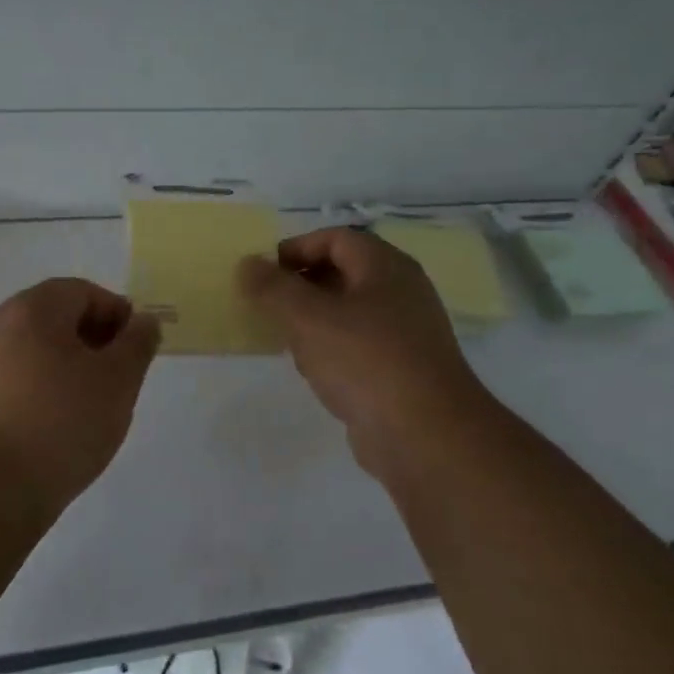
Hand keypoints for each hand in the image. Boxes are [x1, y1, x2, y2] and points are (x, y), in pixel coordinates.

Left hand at [0, 278, 161, 505]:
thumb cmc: (61, 423)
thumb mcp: (118, 381)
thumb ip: (137, 344)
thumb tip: (143, 321)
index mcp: (32, 309)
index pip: (82, 292)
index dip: (116, 314)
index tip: (135, 350)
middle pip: (54, 318)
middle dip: (91, 340)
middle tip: (117, 377)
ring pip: (33, 350)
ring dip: (65, 366)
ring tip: (88, 406)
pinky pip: (13, 380)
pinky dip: (39, 390)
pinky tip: (54, 426)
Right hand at [240, 228, 488, 475]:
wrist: (425, 436)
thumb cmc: (365, 361)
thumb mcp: (308, 317)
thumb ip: (272, 288)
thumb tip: (247, 264)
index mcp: (385, 267)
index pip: (336, 238)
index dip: (297, 247)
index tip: (263, 272)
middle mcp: (401, 292)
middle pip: (344, 273)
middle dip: (301, 286)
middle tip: (269, 305)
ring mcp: (405, 334)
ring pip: (349, 313)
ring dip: (314, 321)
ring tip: (286, 340)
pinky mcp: (402, 370)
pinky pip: (358, 347)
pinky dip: (332, 351)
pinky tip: (314, 372)